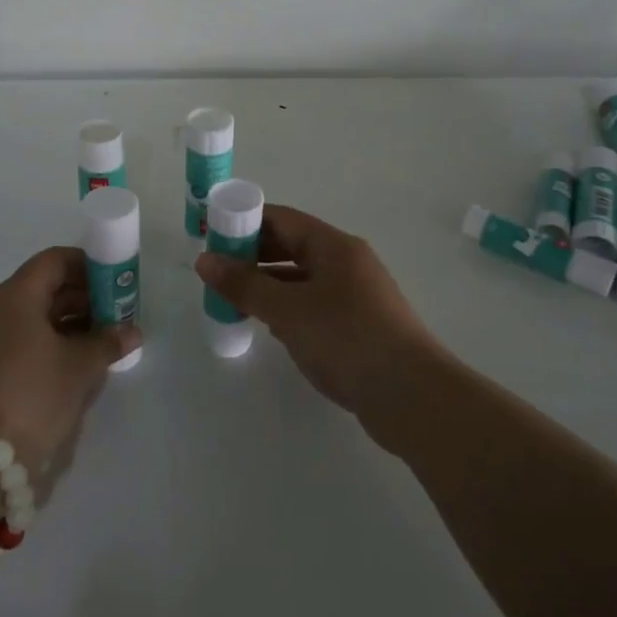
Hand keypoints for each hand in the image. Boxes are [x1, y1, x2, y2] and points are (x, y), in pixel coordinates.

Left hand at [0, 247, 138, 470]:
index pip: (55, 260)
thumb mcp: (79, 368)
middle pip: (43, 287)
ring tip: (98, 344)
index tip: (114, 284)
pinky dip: (46, 343)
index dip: (88, 266)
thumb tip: (132, 331)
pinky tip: (69, 366)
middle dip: (82, 298)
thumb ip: (108, 342)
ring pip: (31, 316)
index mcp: (15, 295)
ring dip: (66, 323)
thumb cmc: (32, 396)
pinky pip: (18, 339)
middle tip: (113, 317)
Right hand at [195, 205, 441, 425]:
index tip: (210, 235)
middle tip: (215, 271)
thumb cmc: (346, 339)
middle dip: (252, 256)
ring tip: (232, 299)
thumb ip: (244, 284)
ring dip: (267, 285)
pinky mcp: (358, 326)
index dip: (243, 222)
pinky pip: (313, 305)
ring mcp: (356, 295)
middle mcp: (346, 263)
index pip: (281, 219)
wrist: (412, 396)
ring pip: (301, 278)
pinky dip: (287, 308)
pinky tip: (268, 326)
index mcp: (333, 246)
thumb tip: (204, 260)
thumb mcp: (287, 310)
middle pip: (291, 246)